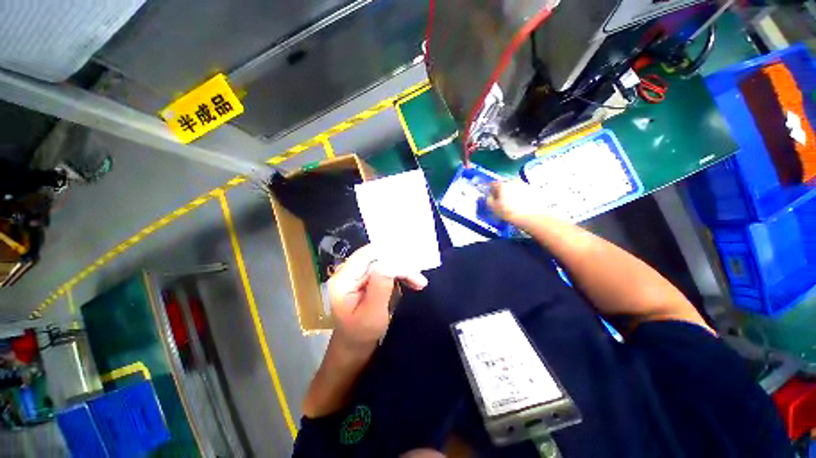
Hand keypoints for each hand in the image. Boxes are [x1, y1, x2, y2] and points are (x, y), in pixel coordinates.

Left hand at [328, 245, 427, 349]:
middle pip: (377, 256)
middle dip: (400, 264)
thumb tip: (390, 263)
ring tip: (418, 283)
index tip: (412, 268)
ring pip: (384, 260)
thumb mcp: (372, 314)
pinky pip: (385, 267)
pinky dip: (399, 273)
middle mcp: (348, 271)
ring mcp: (357, 272)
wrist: (354, 344)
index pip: (368, 256)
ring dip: (402, 269)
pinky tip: (410, 281)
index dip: (390, 257)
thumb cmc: (362, 334)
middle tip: (419, 279)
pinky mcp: (366, 276)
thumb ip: (380, 287)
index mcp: (343, 279)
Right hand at [486, 180, 545, 225]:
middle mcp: (513, 181)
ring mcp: (524, 184)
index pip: (492, 184)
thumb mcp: (493, 208)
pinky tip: (520, 203)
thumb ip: (488, 199)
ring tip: (511, 203)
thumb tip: (488, 196)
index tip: (489, 195)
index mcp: (502, 184)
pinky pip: (522, 191)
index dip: (490, 190)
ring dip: (511, 192)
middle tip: (500, 200)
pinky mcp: (532, 190)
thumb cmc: (509, 213)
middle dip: (501, 191)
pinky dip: (520, 195)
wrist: (530, 217)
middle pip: (504, 184)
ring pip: (514, 187)